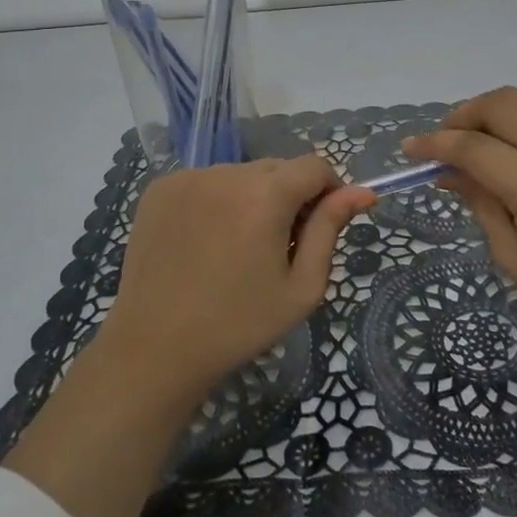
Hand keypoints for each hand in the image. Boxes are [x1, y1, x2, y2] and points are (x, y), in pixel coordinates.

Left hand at [6, 154, 374, 516]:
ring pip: (241, 174)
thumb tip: (362, 192)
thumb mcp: (301, 287)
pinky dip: (216, 200)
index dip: (328, 190)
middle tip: (278, 246)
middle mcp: (227, 172)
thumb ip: (331, 230)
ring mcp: (189, 177)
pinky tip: (205, 241)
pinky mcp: (160, 188)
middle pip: (278, 168)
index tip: (320, 226)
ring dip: (252, 197)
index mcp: (266, 194)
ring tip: (237, 248)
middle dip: (289, 196)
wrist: (154, 350)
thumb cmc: (238, 325)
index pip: (315, 166)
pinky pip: (206, 181)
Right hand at [405, 87, 516, 353]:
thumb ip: (480, 205)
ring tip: (464, 149)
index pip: (475, 147)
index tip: (409, 151)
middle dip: (462, 114)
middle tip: (440, 144)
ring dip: (486, 116)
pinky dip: (510, 127)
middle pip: (502, 103)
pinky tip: (497, 156)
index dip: (435, 144)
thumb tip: (447, 172)